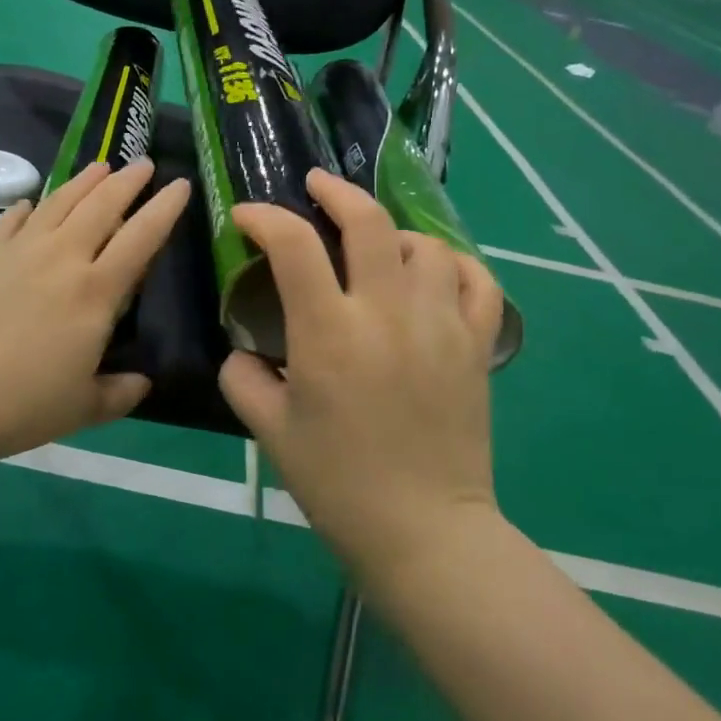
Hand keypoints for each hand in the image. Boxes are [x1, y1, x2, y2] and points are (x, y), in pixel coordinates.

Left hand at [0, 159, 189, 469]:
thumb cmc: (16, 404)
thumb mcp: (80, 409)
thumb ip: (118, 394)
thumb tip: (142, 383)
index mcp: (96, 292)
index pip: (141, 238)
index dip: (164, 208)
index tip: (181, 185)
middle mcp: (62, 257)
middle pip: (102, 206)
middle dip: (128, 181)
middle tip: (144, 164)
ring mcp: (20, 250)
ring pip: (60, 202)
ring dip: (85, 181)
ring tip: (100, 167)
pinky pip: (13, 219)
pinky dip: (29, 208)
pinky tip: (32, 203)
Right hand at [218, 169, 505, 577]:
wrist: (424, 534)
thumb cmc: (338, 484)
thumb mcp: (270, 431)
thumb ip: (242, 377)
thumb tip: (244, 348)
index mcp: (329, 333)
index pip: (293, 244)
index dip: (264, 217)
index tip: (247, 216)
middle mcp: (387, 314)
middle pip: (369, 220)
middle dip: (335, 191)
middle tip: (316, 186)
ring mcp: (441, 325)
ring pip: (425, 244)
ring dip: (393, 235)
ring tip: (375, 248)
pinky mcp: (477, 345)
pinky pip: (478, 280)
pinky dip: (455, 264)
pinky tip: (434, 273)